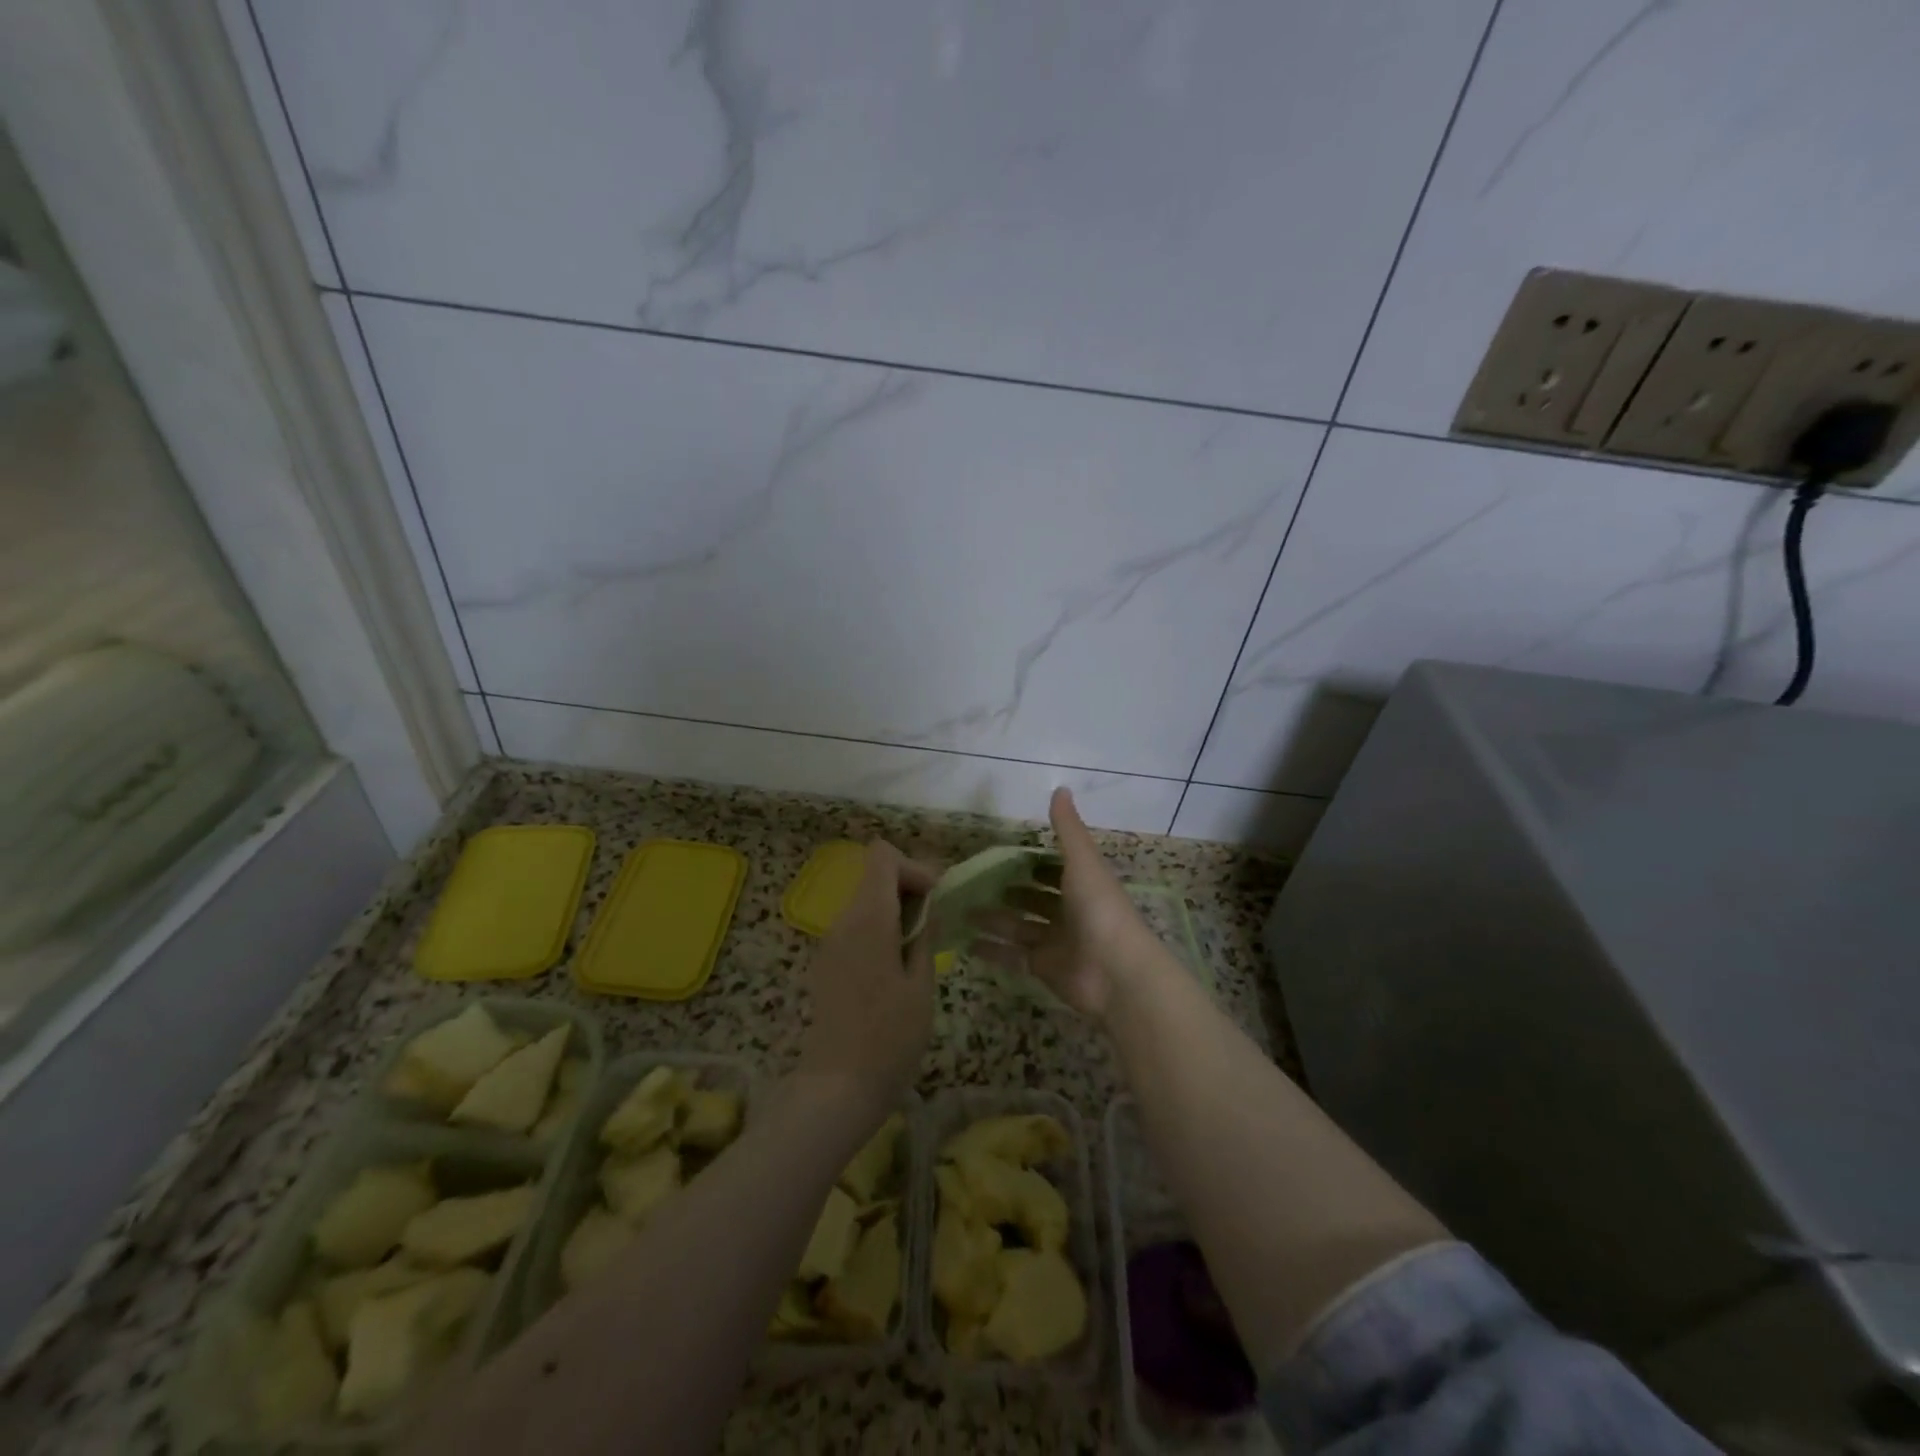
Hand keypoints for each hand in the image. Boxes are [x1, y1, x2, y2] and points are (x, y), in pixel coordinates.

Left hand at [797, 840, 938, 1117]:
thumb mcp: (921, 985)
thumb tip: (929, 905)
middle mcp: (843, 921)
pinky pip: (857, 927)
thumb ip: (925, 935)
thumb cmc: (889, 1038)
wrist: (837, 1088)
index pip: (882, 856)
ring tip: (920, 950)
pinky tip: (896, 969)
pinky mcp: (827, 963)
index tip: (935, 900)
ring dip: (896, 912)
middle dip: (909, 889)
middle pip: (875, 876)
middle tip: (936, 926)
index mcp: (869, 919)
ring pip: (866, 902)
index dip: (913, 867)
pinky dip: (880, 931)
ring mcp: (831, 942)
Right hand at [968, 788, 1162, 1022]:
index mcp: (1083, 885)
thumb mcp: (1082, 861)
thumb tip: (1060, 788)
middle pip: (1035, 899)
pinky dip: (992, 950)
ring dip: (994, 919)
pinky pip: (1013, 956)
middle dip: (1010, 891)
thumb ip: (1067, 828)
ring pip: (1020, 927)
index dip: (1034, 862)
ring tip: (962, 909)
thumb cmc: (1099, 908)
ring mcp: (1057, 942)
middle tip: (976, 882)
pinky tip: (965, 942)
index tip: (1003, 854)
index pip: (1055, 870)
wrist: (1115, 971)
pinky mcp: (1044, 968)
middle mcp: (1070, 912)